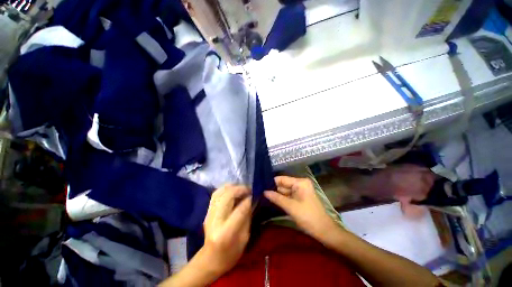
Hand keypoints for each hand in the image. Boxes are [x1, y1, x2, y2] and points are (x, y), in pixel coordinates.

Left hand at [201, 184, 251, 276]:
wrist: (210, 259)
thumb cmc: (230, 254)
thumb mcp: (244, 239)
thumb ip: (247, 218)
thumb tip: (251, 200)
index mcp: (226, 232)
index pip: (239, 210)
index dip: (249, 200)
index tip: (255, 195)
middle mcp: (215, 220)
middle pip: (227, 196)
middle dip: (240, 189)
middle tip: (249, 189)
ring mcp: (209, 214)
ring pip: (220, 192)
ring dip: (232, 187)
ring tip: (242, 188)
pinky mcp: (207, 211)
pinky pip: (216, 194)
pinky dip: (225, 189)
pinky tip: (233, 190)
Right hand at [264, 176, 339, 243]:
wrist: (324, 231)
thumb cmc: (308, 217)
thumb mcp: (291, 207)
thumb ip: (276, 198)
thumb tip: (264, 191)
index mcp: (300, 182)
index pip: (282, 179)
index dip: (271, 182)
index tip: (260, 185)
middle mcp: (300, 184)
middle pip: (283, 185)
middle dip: (273, 189)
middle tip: (259, 192)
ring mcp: (300, 191)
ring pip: (285, 191)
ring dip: (276, 195)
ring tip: (262, 196)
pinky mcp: (300, 198)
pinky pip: (288, 196)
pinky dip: (281, 199)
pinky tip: (271, 200)